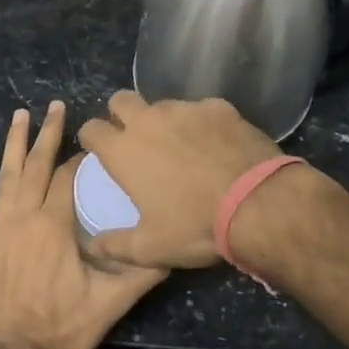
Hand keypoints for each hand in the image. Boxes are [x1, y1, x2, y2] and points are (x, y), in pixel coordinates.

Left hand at [0, 101, 168, 348]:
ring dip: (13, 144)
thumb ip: (141, 273)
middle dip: (47, 134)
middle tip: (55, 105)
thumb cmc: (62, 328)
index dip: (82, 159)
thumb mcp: (111, 303)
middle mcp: (24, 218)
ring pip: (5, 177)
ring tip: (20, 115)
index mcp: (55, 226)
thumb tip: (172, 251)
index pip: (69, 179)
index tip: (94, 145)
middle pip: (36, 166)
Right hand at [75, 92, 282, 269]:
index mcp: (124, 151)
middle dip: (121, 114)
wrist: (257, 204)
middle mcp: (149, 120)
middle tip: (135, 139)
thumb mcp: (150, 248)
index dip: (92, 138)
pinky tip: (217, 145)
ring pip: (163, 104)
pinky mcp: (219, 107)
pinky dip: (202, 124)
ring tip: (181, 145)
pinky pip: (202, 109)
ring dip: (163, 120)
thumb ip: (115, 245)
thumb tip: (93, 245)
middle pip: (121, 100)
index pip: (91, 129)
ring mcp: (186, 109)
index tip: (100, 151)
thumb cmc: (195, 226)